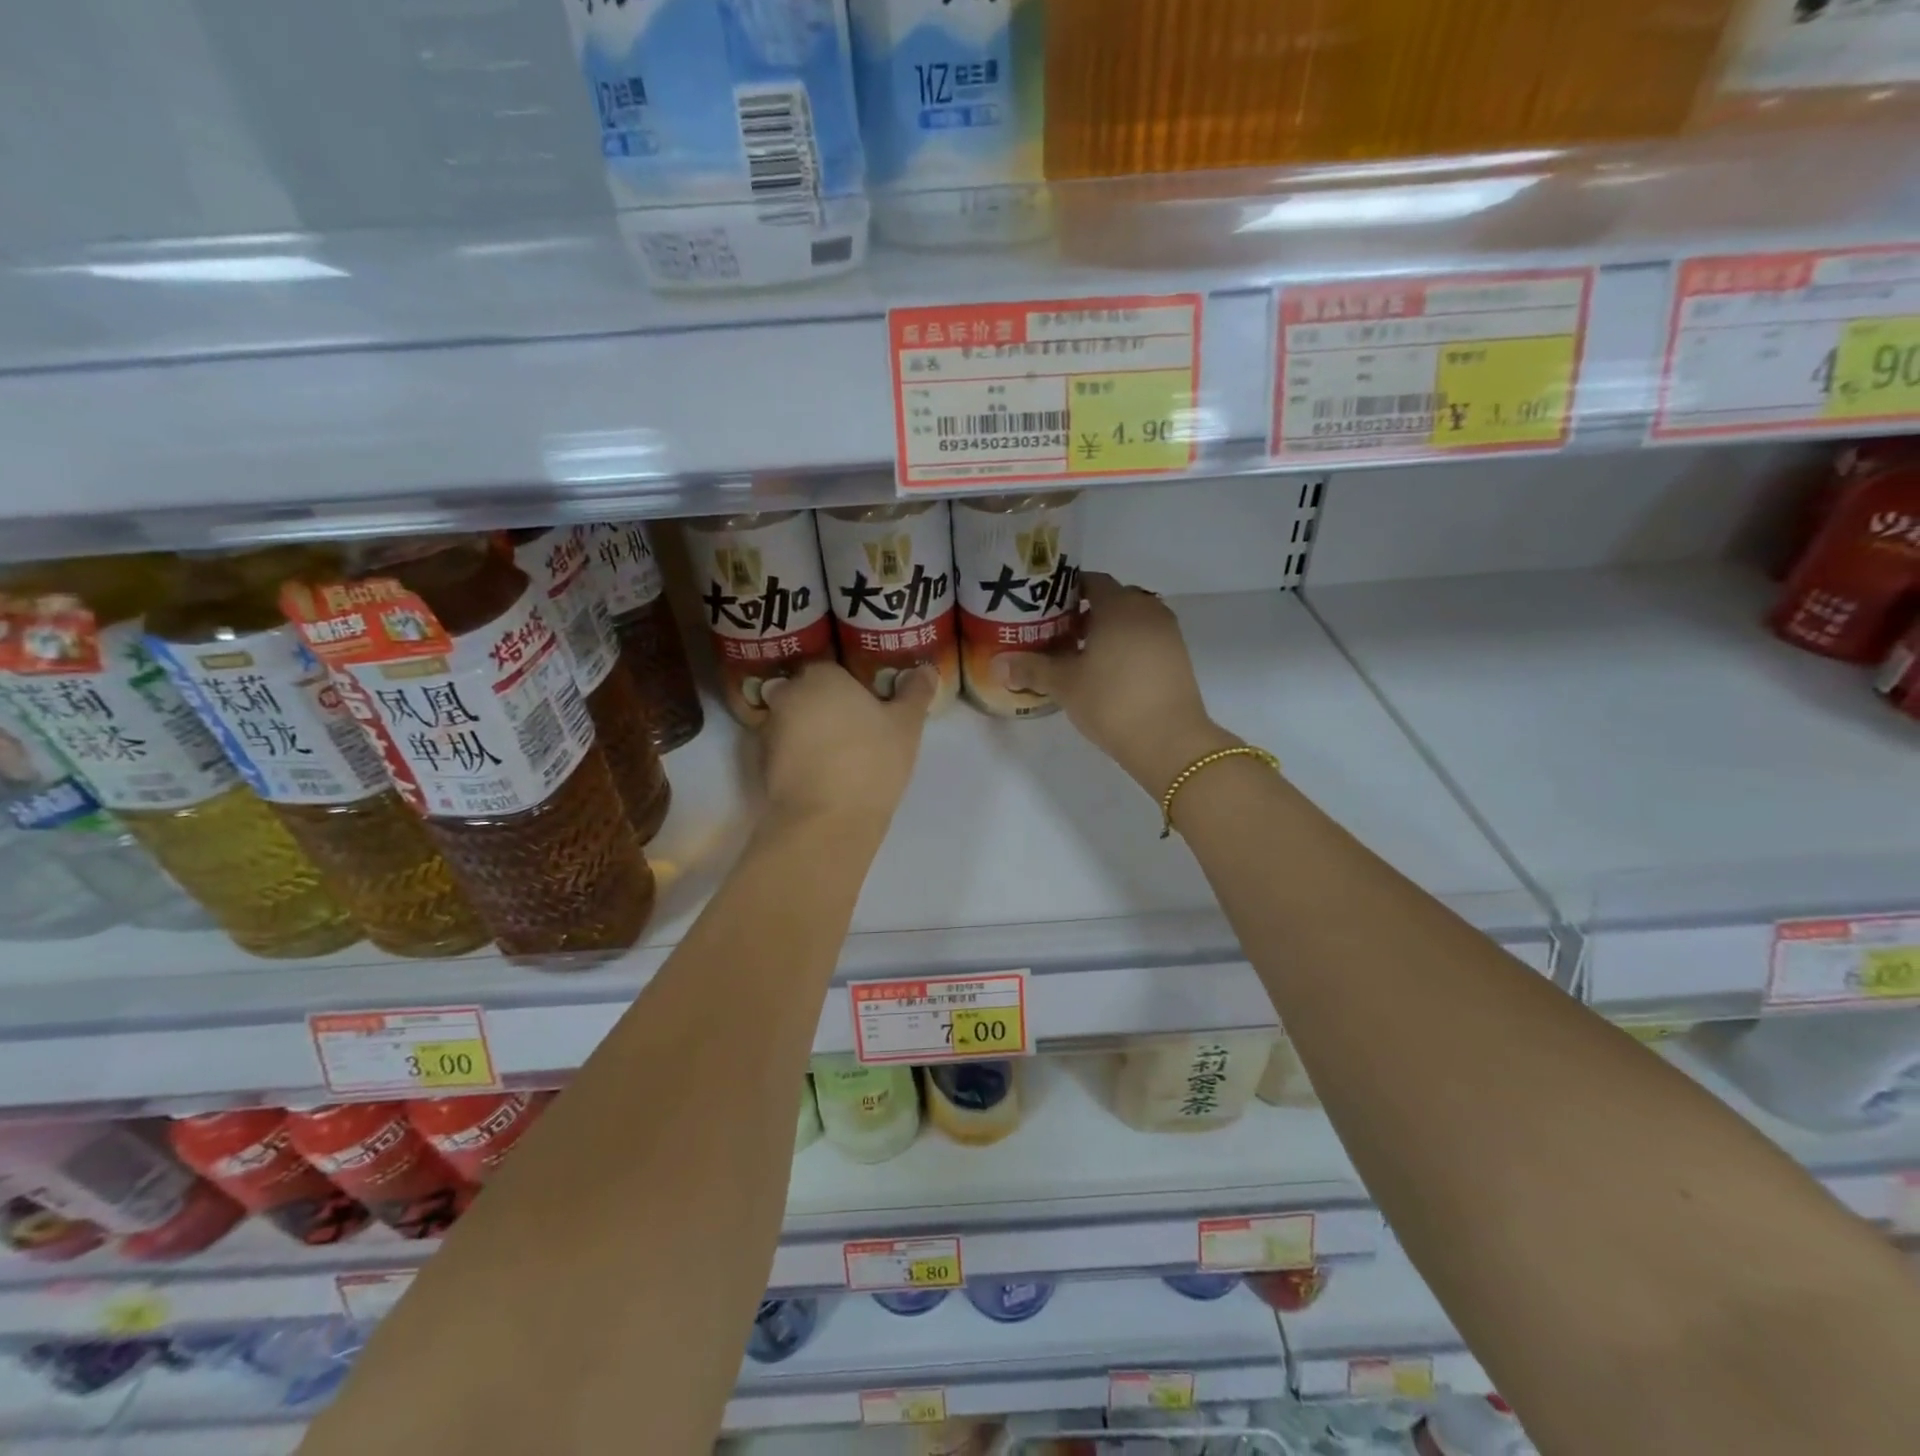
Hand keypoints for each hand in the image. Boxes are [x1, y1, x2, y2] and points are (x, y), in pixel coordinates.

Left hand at [759, 661, 935, 831]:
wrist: (827, 821)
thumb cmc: (871, 761)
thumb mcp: (906, 725)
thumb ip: (915, 692)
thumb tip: (927, 670)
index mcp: (820, 675)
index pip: (833, 668)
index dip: (852, 685)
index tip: (869, 704)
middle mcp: (787, 695)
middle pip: (809, 693)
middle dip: (828, 707)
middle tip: (857, 729)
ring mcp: (769, 731)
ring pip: (795, 723)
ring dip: (812, 733)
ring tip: (842, 756)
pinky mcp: (762, 765)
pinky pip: (786, 752)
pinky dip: (801, 758)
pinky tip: (825, 776)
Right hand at [1006, 572, 1236, 795]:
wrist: (1169, 740)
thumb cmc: (1111, 701)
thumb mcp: (1064, 684)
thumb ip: (1031, 668)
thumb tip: (998, 664)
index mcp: (1118, 604)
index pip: (1090, 581)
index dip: (1064, 592)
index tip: (1043, 610)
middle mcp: (1146, 609)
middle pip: (1112, 598)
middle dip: (1084, 612)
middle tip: (1056, 634)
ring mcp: (1167, 632)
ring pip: (1130, 619)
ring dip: (1106, 630)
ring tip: (1079, 656)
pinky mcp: (1178, 656)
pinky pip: (1145, 638)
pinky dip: (1126, 646)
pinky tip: (1107, 672)